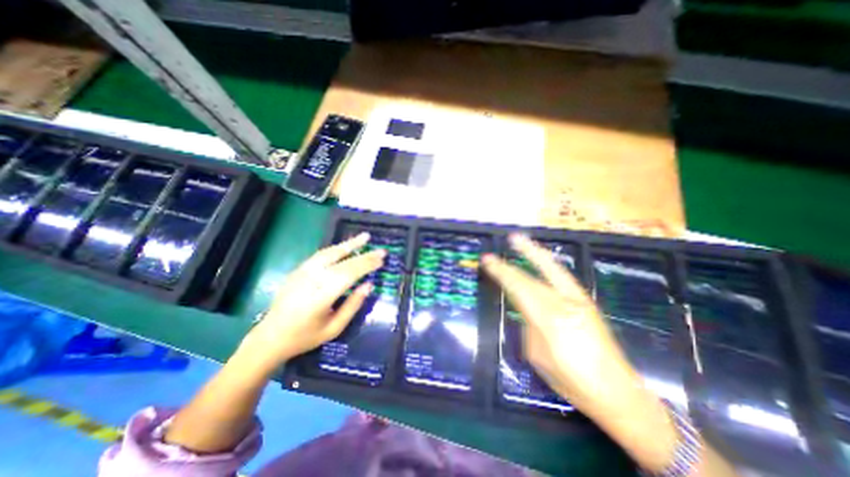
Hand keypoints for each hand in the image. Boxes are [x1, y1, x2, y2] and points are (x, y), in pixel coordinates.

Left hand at [241, 233, 384, 366]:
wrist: (270, 337)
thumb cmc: (305, 337)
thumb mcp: (334, 328)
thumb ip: (352, 306)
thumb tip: (369, 285)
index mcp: (321, 297)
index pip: (349, 274)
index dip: (367, 265)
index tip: (381, 259)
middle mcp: (312, 280)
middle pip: (343, 263)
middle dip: (364, 255)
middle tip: (381, 251)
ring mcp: (303, 273)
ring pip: (330, 253)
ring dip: (349, 244)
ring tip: (365, 237)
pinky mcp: (298, 270)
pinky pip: (320, 255)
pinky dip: (336, 249)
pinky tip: (345, 246)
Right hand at [481, 235, 640, 421]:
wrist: (617, 392)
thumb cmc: (570, 380)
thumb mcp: (537, 355)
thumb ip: (529, 324)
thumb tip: (526, 306)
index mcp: (549, 320)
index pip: (518, 288)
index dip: (501, 272)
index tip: (487, 260)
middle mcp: (564, 304)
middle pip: (532, 277)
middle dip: (512, 262)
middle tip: (500, 246)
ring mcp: (579, 300)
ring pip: (552, 270)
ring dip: (534, 253)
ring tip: (520, 239)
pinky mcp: (586, 301)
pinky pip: (561, 276)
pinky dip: (547, 263)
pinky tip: (541, 258)